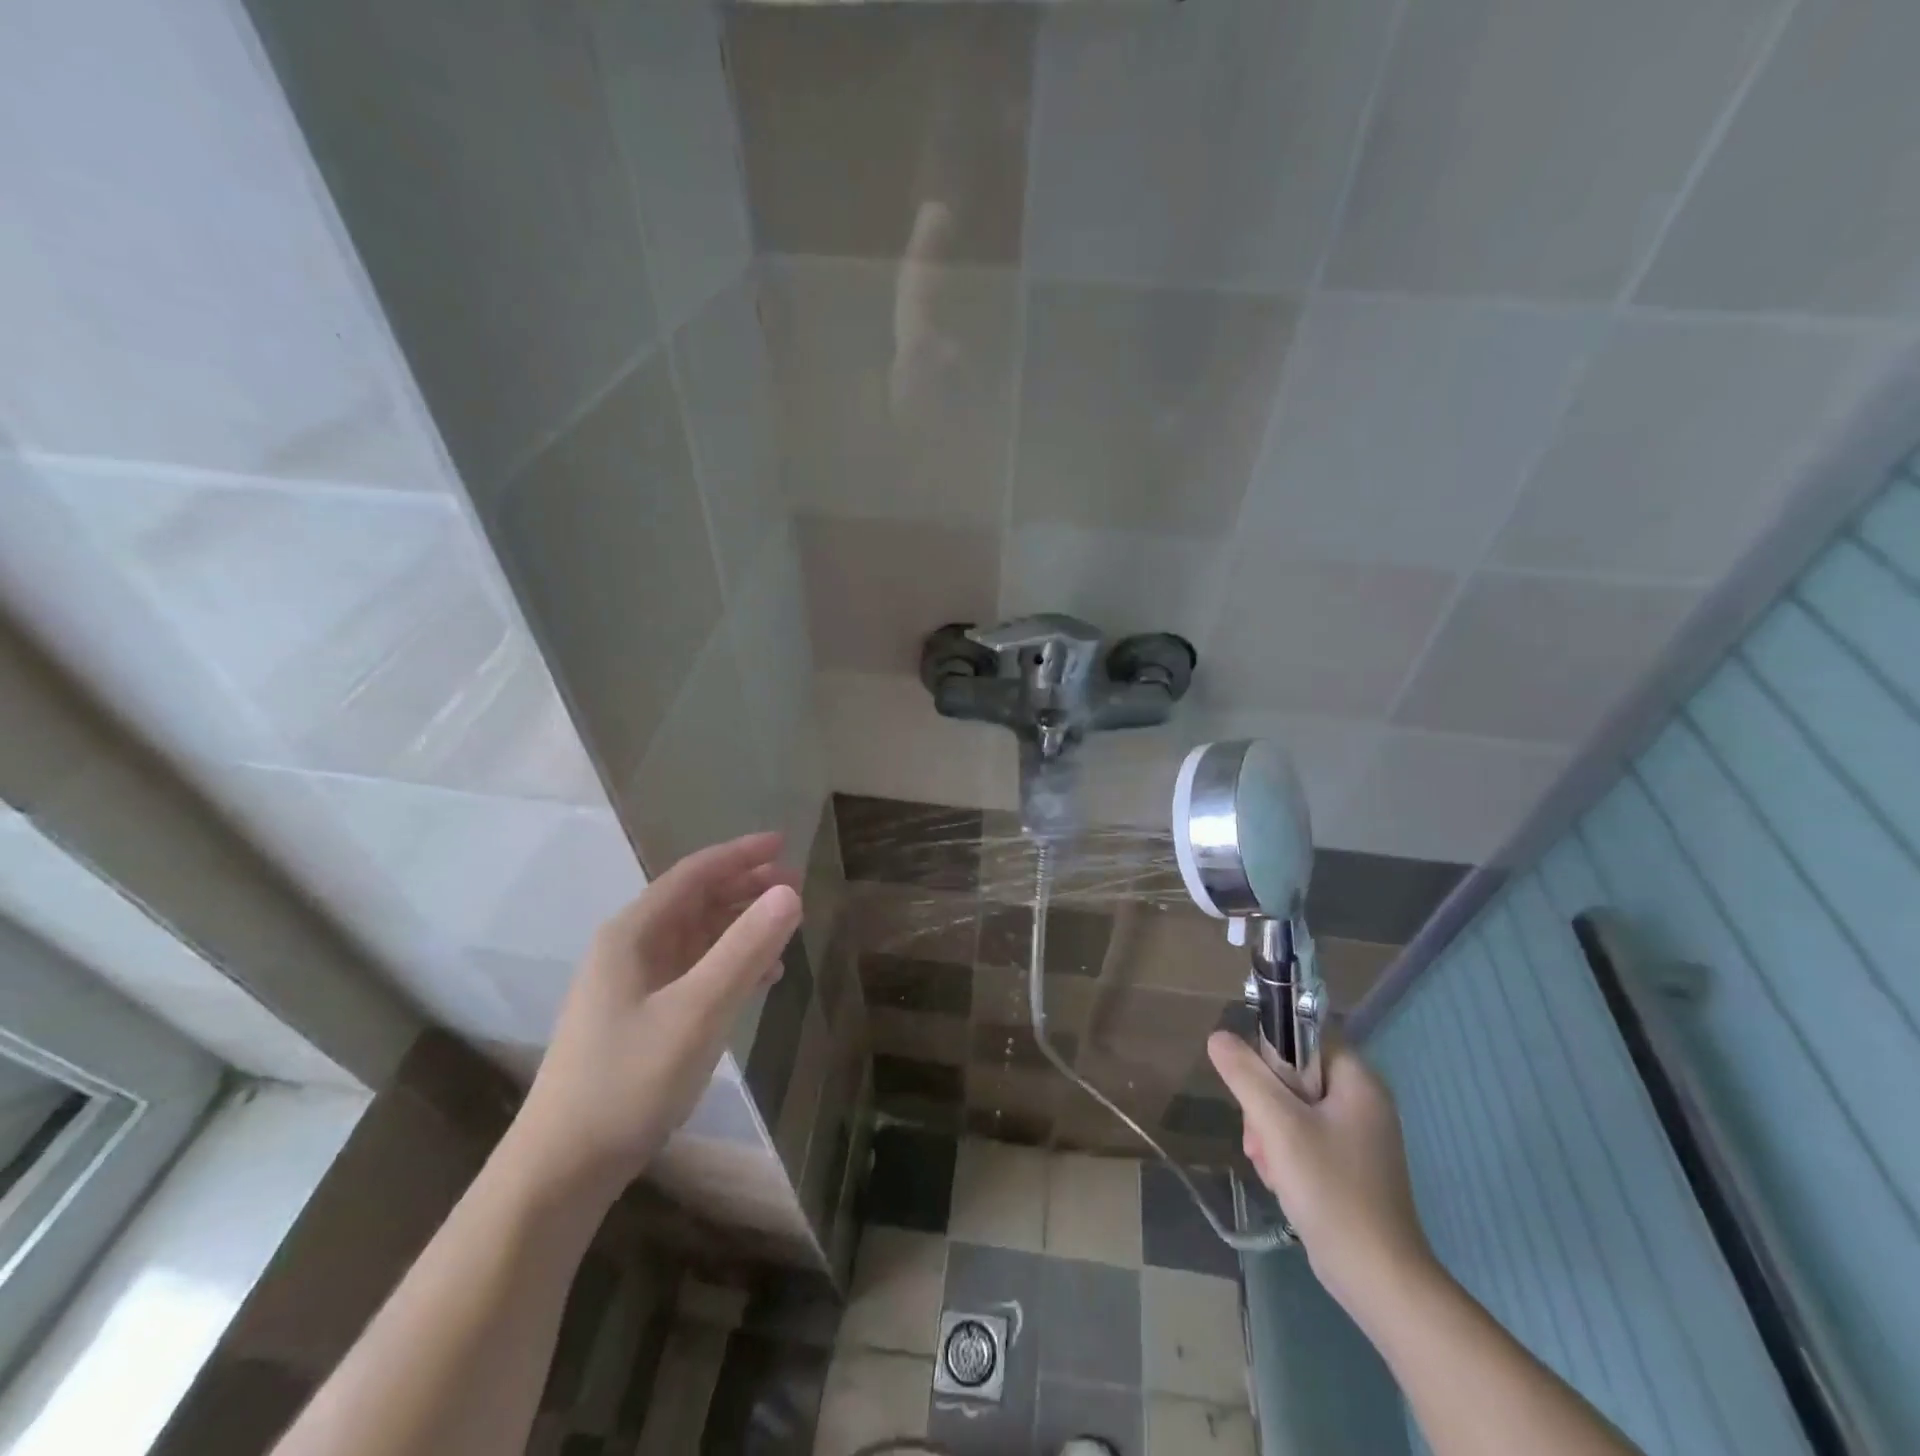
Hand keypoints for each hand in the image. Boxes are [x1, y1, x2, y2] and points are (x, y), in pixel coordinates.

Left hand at [508, 833, 802, 1206]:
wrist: (563, 1168)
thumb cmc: (629, 1080)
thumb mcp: (697, 1012)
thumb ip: (745, 949)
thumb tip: (789, 892)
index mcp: (633, 934)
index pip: (694, 874)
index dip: (740, 854)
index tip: (784, 843)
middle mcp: (630, 948)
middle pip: (695, 900)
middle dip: (744, 887)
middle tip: (795, 884)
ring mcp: (632, 984)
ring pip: (697, 936)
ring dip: (740, 924)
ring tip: (785, 924)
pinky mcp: (640, 1015)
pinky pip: (694, 970)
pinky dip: (730, 963)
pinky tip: (760, 977)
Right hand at [1208, 1032, 1434, 1320]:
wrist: (1379, 1279)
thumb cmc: (1331, 1190)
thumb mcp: (1278, 1125)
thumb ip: (1246, 1074)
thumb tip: (1218, 1037)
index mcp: (1358, 1080)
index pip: (1303, 1037)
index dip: (1271, 1054)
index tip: (1254, 1088)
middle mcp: (1364, 1101)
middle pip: (1294, 1074)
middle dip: (1265, 1103)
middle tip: (1259, 1138)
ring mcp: (1359, 1136)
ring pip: (1294, 1108)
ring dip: (1270, 1131)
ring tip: (1269, 1166)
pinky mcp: (1351, 1165)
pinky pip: (1306, 1137)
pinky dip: (1286, 1152)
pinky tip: (1280, 1179)